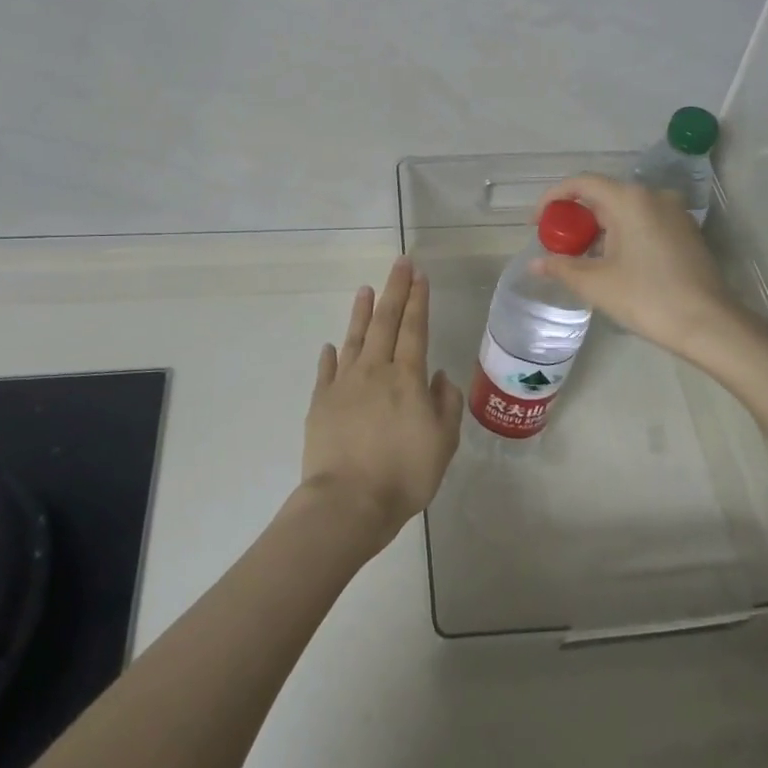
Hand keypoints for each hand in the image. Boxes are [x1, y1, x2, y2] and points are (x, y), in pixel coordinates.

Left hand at [300, 257, 462, 548]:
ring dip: (361, 312)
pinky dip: (330, 355)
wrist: (348, 503)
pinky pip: (326, 371)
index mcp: (407, 378)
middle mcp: (375, 371)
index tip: (419, 275)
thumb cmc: (405, 474)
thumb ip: (446, 404)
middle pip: (385, 323)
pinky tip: (331, 345)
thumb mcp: (443, 442)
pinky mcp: (321, 403)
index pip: (415, 328)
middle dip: (394, 291)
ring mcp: (344, 385)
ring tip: (365, 290)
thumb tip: (439, 375)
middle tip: (399, 264)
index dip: (418, 300)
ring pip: (354, 339)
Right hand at [531, 175, 746, 358]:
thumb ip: (562, 268)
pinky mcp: (686, 231)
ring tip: (582, 258)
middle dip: (576, 218)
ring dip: (599, 228)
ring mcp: (674, 212)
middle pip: (604, 195)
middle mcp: (653, 195)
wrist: (708, 324)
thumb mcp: (597, 284)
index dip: (553, 198)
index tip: (536, 222)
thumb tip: (536, 264)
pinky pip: (645, 222)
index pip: (582, 183)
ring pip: (625, 210)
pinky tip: (614, 262)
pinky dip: (623, 234)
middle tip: (557, 245)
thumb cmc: (647, 298)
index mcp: (630, 199)